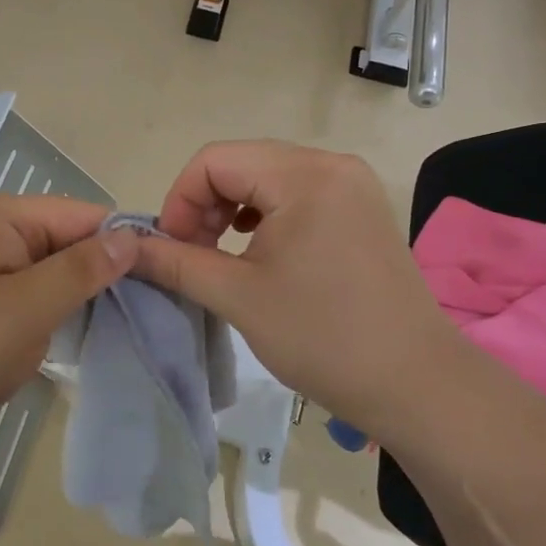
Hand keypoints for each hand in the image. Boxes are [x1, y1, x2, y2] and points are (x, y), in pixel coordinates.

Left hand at [0, 196, 138, 470]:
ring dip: (83, 300)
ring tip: (130, 328)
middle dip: (105, 275)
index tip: (166, 280)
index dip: (124, 243)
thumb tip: (131, 237)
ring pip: (53, 275)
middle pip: (69, 243)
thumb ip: (82, 269)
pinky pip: (32, 300)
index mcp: (4, 218)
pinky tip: (84, 340)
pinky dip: (57, 317)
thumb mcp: (28, 308)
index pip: (84, 215)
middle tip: (154, 313)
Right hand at [132, 140, 456, 433]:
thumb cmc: (323, 338)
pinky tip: (257, 249)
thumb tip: (128, 248)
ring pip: (268, 178)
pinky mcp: (362, 209)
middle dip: (204, 205)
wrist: (417, 385)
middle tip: (191, 255)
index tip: (170, 249)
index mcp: (304, 175)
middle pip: (242, 163)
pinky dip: (265, 216)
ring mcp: (352, 186)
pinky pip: (297, 194)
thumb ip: (177, 263)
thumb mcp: (238, 297)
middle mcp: (331, 165)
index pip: (215, 160)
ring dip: (231, 209)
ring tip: (219, 254)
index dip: (180, 199)